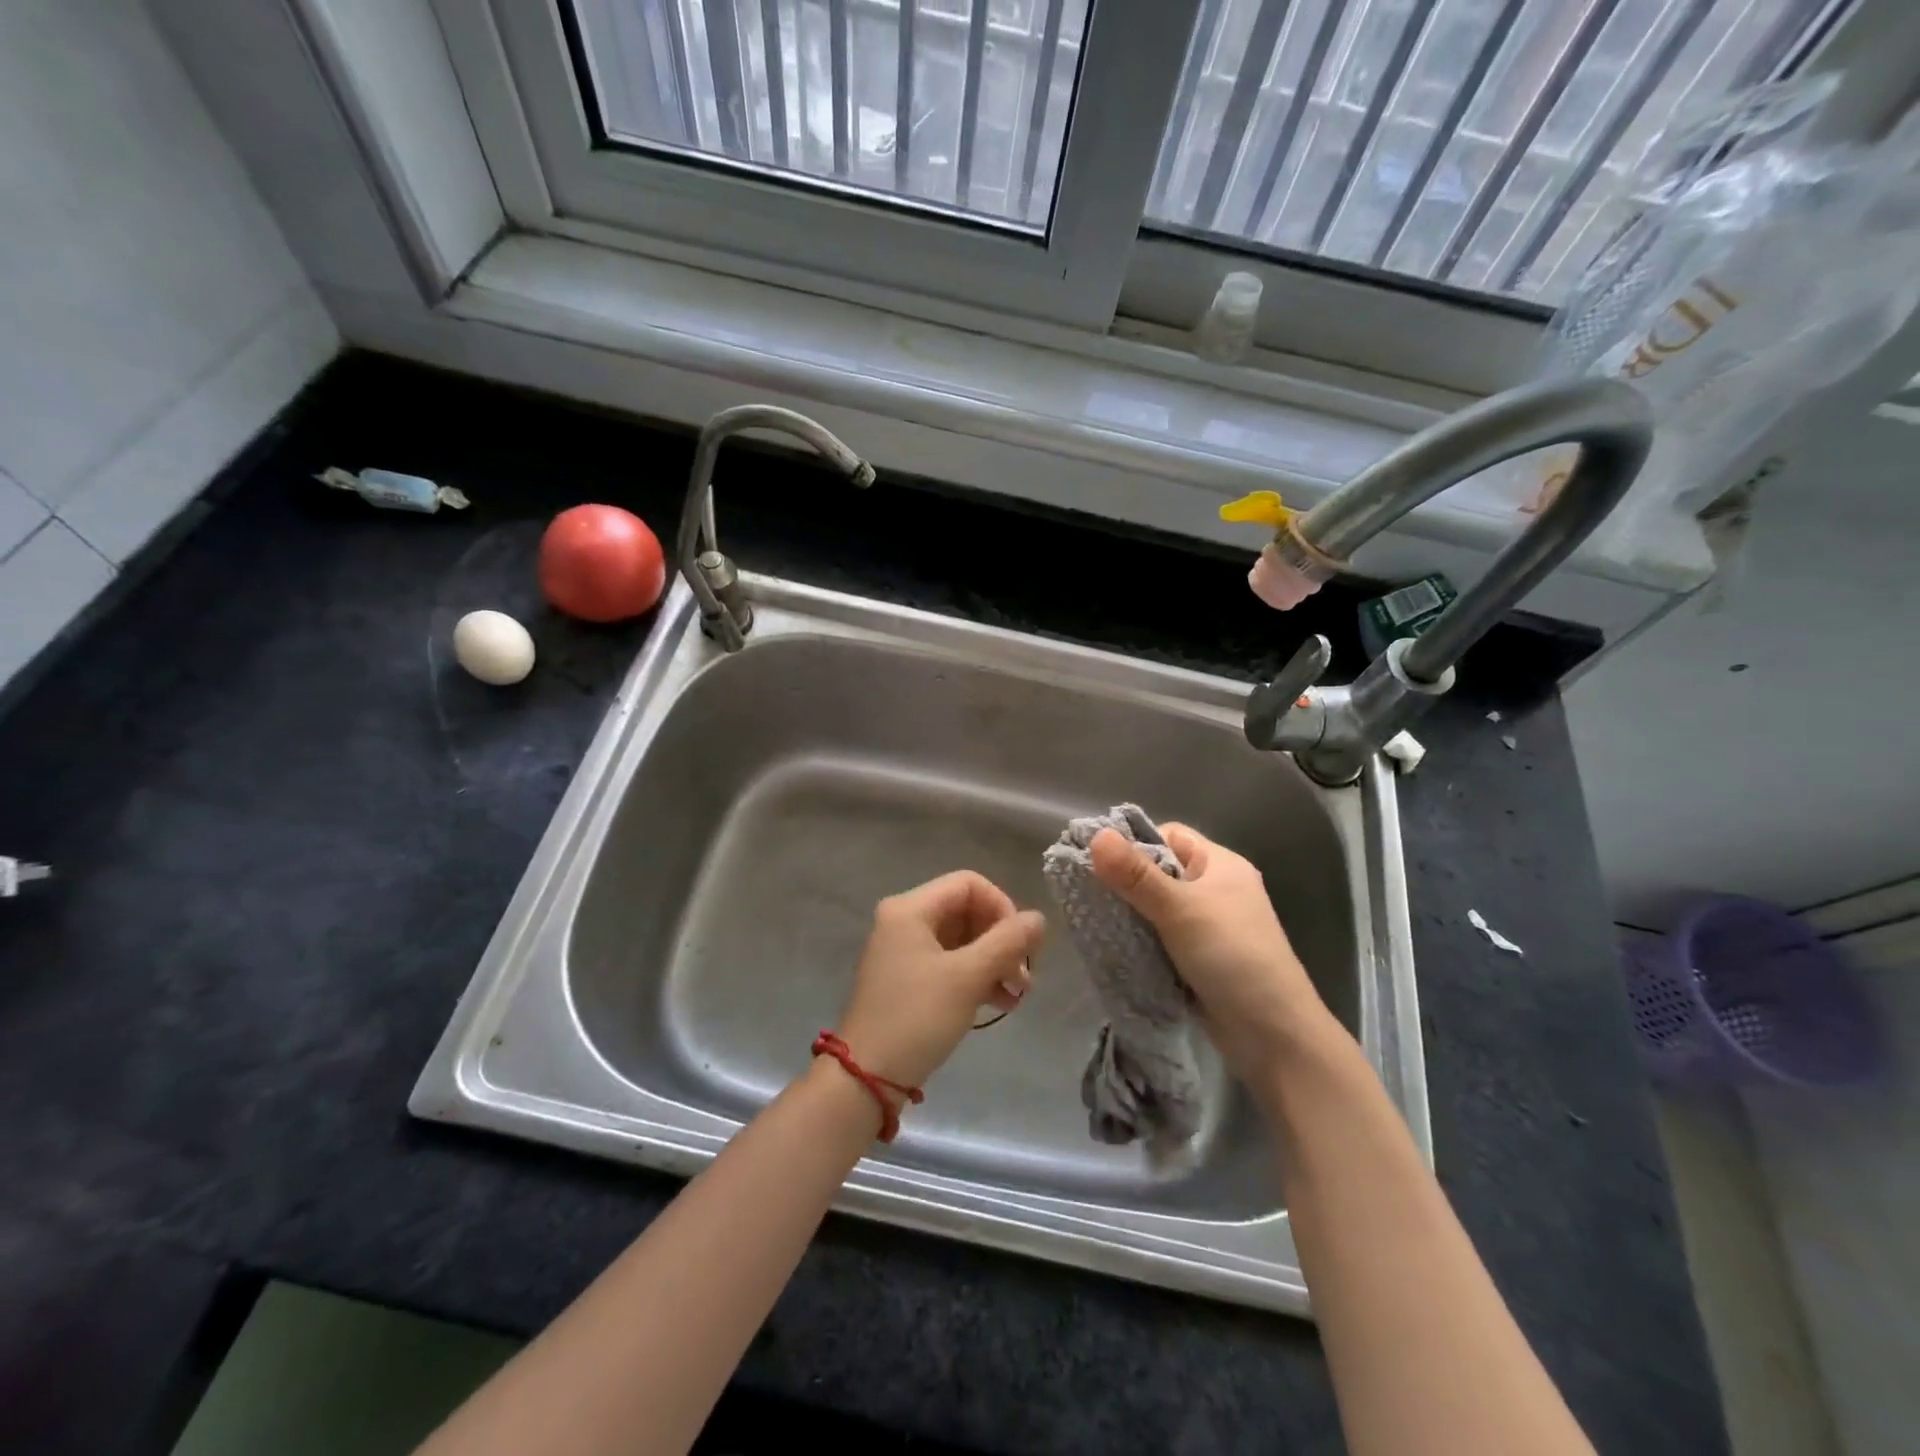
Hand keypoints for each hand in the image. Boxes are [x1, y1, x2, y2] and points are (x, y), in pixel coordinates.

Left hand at [835, 871, 1046, 1090]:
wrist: (866, 1077)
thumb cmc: (917, 1017)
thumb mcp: (968, 977)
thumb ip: (1007, 942)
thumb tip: (1039, 919)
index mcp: (910, 908)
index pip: (969, 883)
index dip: (1002, 906)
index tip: (1021, 943)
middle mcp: (904, 920)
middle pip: (966, 911)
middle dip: (1001, 940)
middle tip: (1025, 976)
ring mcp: (904, 950)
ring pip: (961, 940)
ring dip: (994, 961)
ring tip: (1019, 994)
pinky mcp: (907, 978)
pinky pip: (950, 963)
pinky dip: (976, 977)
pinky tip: (1000, 1003)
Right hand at [1089, 824, 1329, 1075]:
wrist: (1274, 1036)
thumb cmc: (1232, 956)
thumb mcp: (1179, 909)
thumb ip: (1135, 875)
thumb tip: (1096, 835)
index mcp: (1221, 865)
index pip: (1168, 836)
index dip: (1134, 843)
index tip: (1098, 861)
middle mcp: (1215, 890)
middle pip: (1159, 872)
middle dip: (1125, 882)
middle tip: (1087, 891)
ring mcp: (1209, 927)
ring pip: (1156, 908)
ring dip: (1130, 915)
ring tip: (1094, 919)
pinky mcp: (1199, 959)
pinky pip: (1160, 937)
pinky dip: (1140, 941)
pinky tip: (1114, 946)